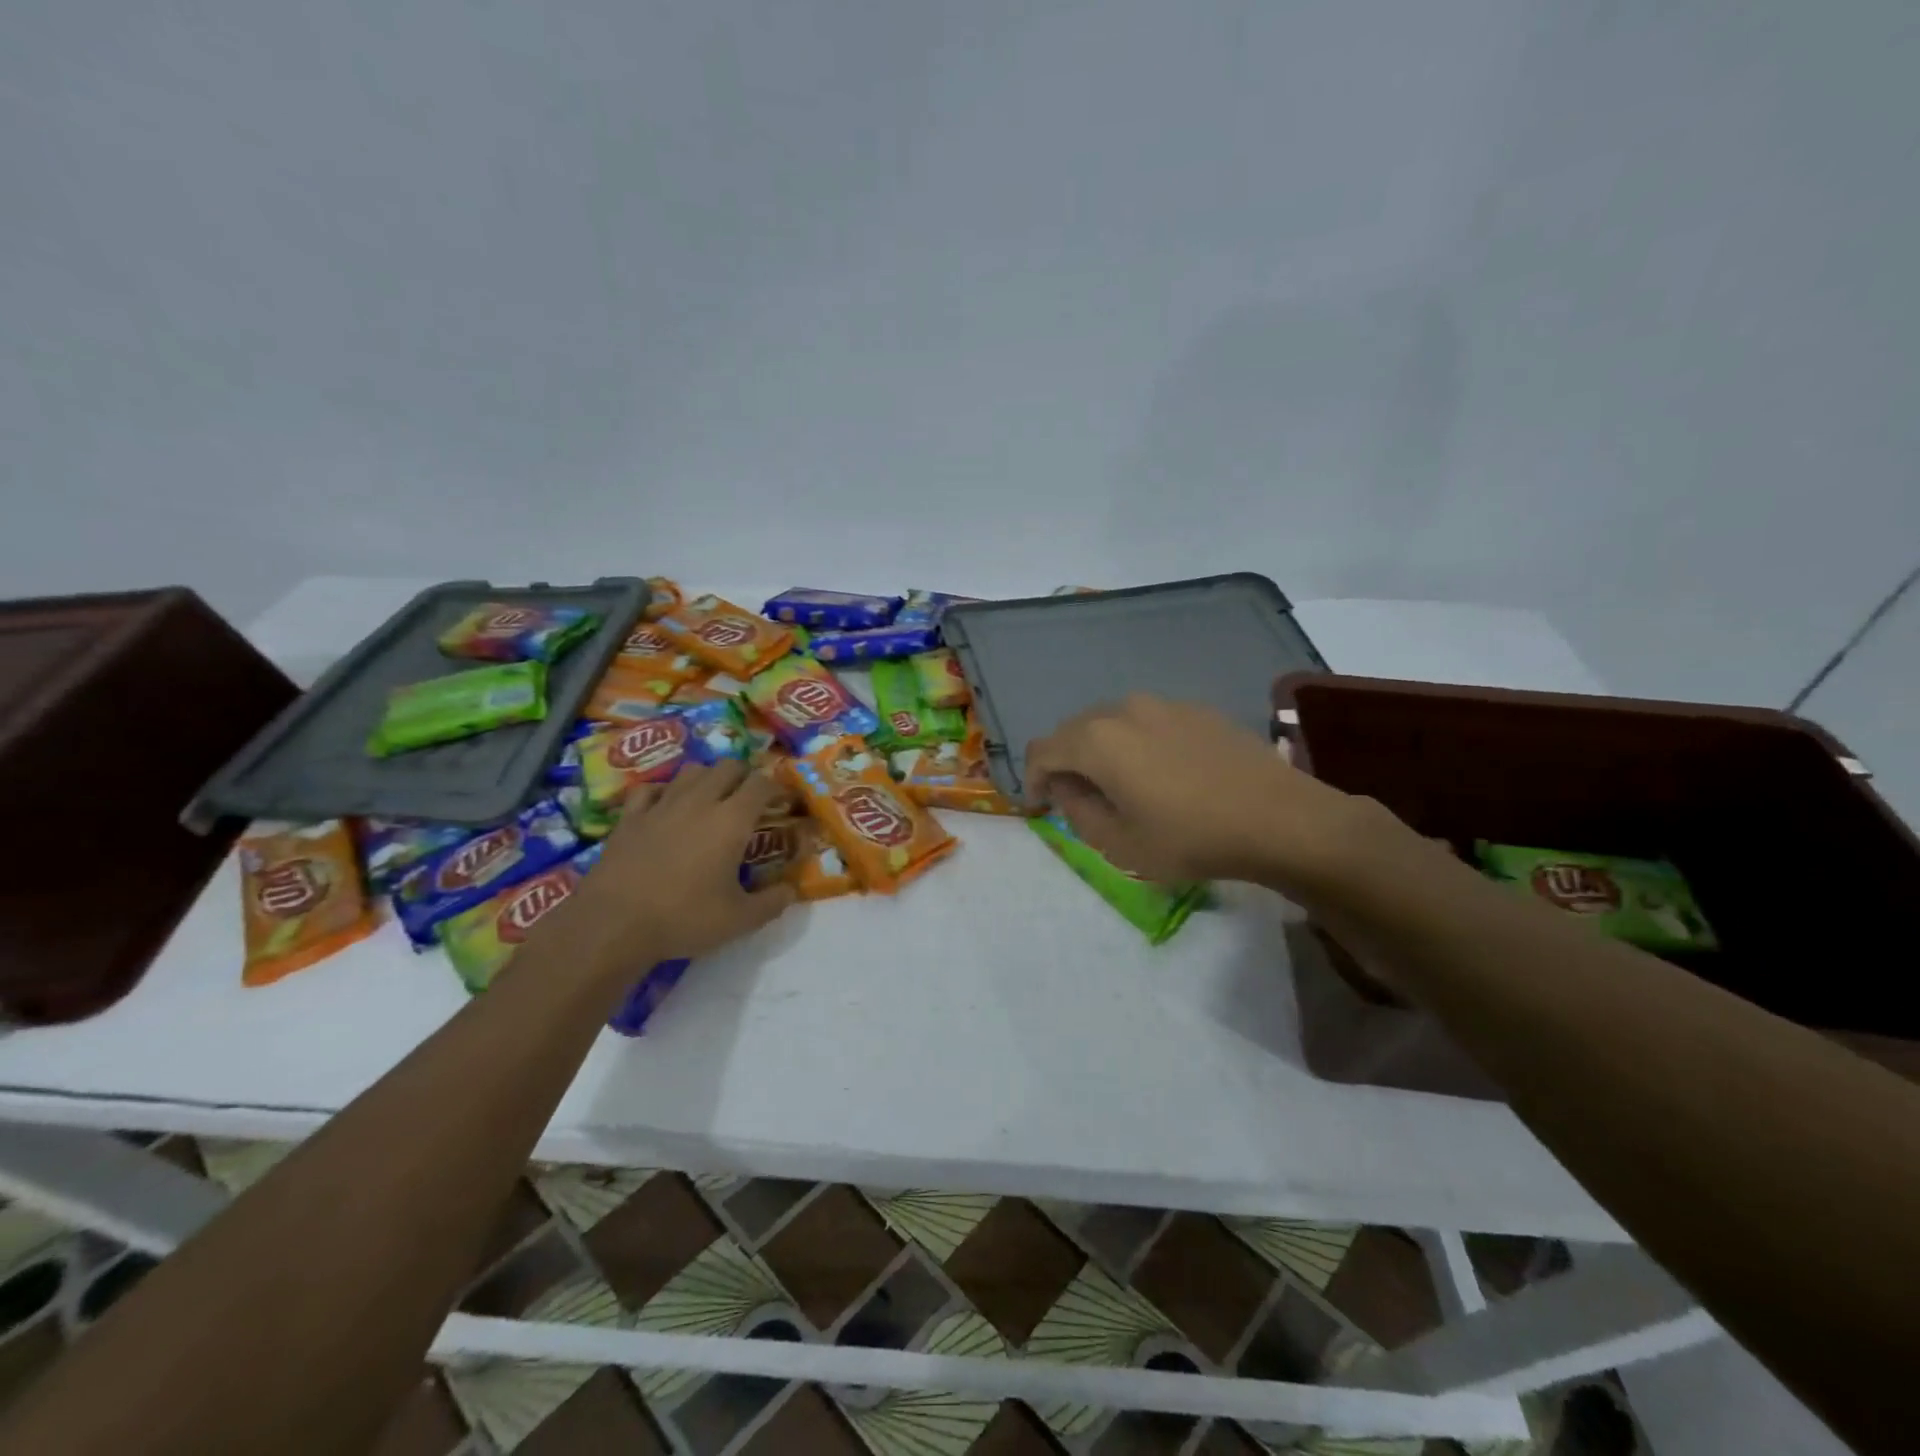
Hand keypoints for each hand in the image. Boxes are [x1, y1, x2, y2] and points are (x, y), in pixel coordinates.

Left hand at [539, 760, 798, 975]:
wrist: (612, 924)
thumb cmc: (683, 918)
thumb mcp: (739, 920)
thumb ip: (772, 903)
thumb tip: (791, 891)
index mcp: (731, 820)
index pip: (761, 784)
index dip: (777, 787)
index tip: (784, 801)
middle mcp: (699, 802)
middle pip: (728, 766)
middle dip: (745, 776)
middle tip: (751, 799)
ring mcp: (661, 806)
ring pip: (692, 771)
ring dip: (708, 778)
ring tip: (713, 798)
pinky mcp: (630, 817)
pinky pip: (651, 789)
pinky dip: (665, 792)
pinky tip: (666, 806)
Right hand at [1023, 695, 1371, 891]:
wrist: (1281, 819)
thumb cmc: (1192, 838)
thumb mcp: (1120, 845)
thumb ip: (1078, 812)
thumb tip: (1066, 787)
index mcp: (1097, 740)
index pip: (1041, 751)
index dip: (1031, 780)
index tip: (1040, 807)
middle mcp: (1124, 709)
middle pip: (1074, 731)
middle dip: (1065, 764)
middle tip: (1077, 800)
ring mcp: (1164, 704)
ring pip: (1112, 724)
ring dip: (1102, 752)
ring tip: (1120, 786)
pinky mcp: (1196, 709)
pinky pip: (1148, 723)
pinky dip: (1137, 744)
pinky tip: (1162, 774)